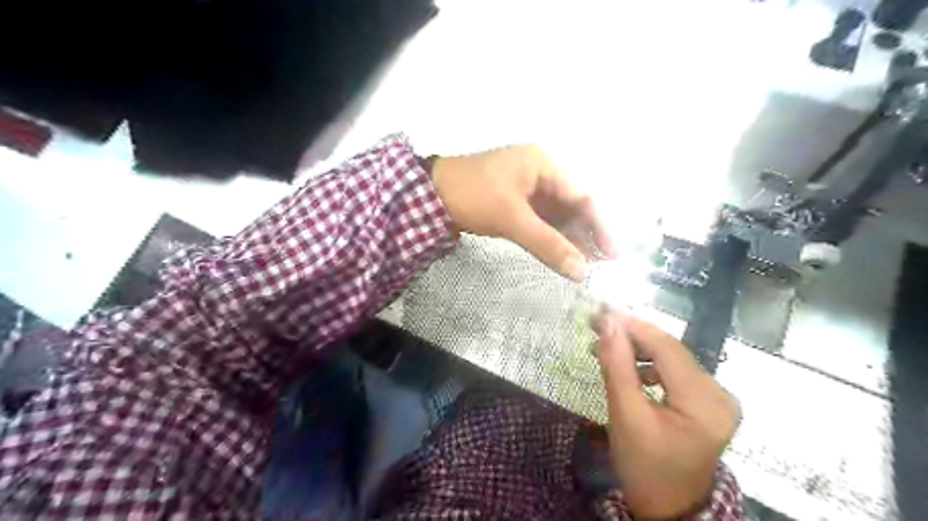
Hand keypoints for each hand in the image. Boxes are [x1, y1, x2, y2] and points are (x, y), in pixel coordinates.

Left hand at [434, 144, 613, 280]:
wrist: (429, 196)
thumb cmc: (474, 197)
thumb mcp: (512, 219)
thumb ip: (548, 245)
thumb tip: (580, 273)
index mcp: (544, 164)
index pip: (582, 196)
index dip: (600, 226)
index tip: (613, 254)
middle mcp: (541, 173)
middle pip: (572, 205)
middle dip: (586, 235)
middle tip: (601, 265)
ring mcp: (528, 188)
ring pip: (558, 215)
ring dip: (570, 238)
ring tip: (585, 265)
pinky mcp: (516, 203)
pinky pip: (542, 221)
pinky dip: (552, 237)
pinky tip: (563, 255)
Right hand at [595, 311, 739, 517]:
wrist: (667, 507)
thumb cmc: (643, 467)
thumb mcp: (625, 416)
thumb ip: (617, 366)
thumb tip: (608, 323)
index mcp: (705, 403)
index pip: (667, 349)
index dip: (633, 326)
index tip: (600, 313)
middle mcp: (719, 394)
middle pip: (671, 351)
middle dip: (633, 336)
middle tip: (597, 326)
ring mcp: (717, 398)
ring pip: (671, 359)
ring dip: (638, 349)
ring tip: (606, 348)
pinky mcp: (708, 402)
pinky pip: (675, 372)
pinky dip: (649, 365)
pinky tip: (628, 367)